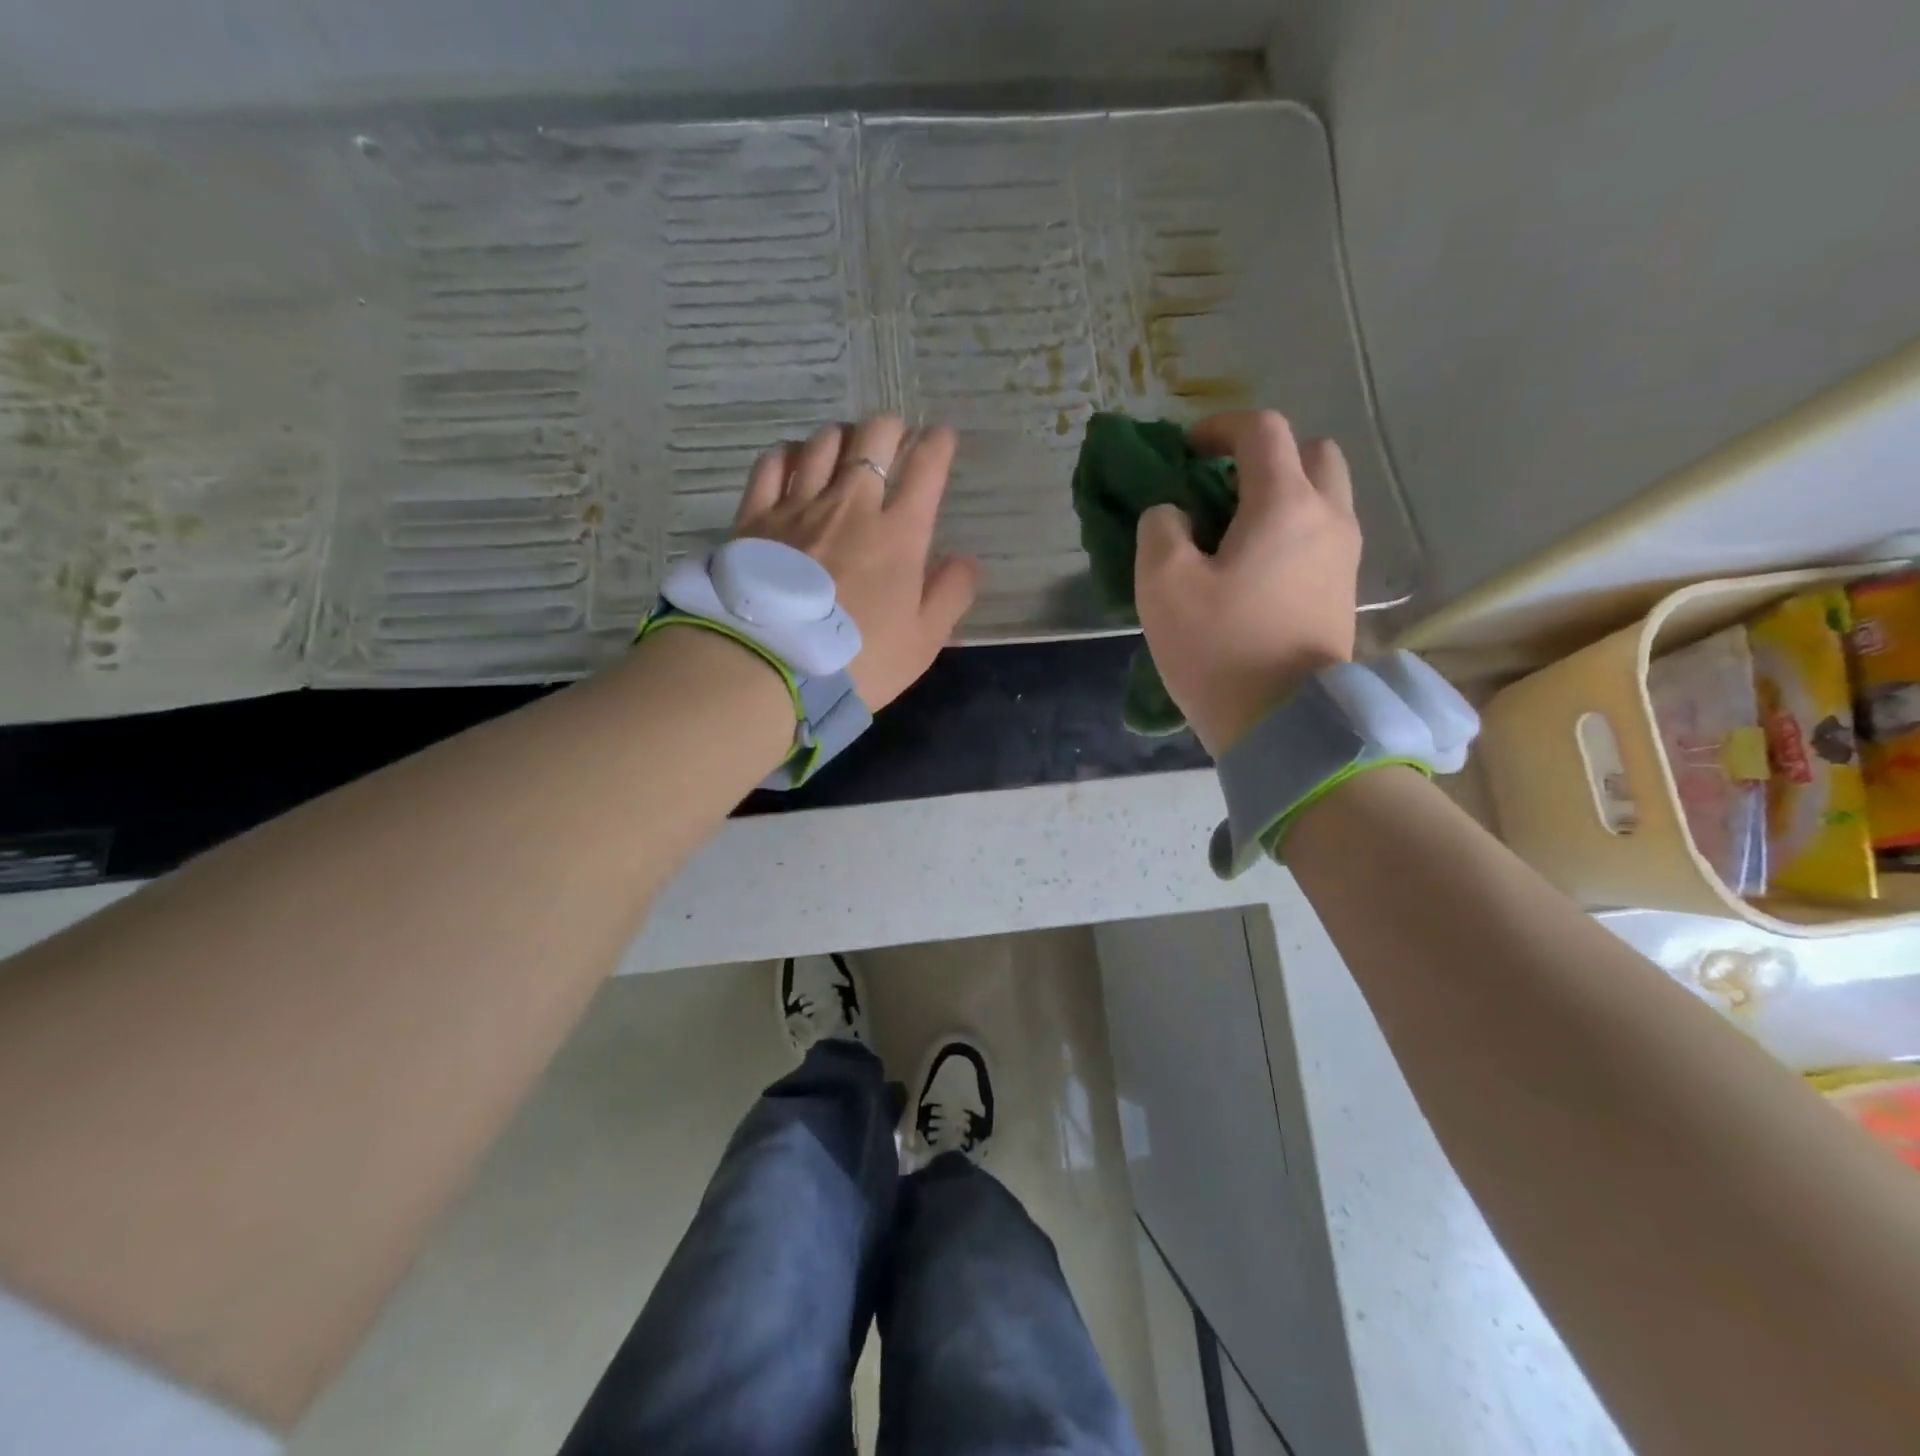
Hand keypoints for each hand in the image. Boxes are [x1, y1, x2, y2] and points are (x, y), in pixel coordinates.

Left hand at [731, 415, 979, 708]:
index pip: (926, 467)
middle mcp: (850, 505)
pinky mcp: (755, 517)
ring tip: (847, 449)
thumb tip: (965, 559)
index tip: (942, 438)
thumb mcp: (923, 641)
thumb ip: (950, 594)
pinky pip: (773, 465)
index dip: (938, 444)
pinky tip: (795, 461)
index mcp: (898, 533)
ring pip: (823, 443)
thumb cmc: (858, 660)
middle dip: (890, 429)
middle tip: (895, 439)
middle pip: (873, 438)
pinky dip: (789, 455)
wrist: (771, 668)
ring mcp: (798, 506)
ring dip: (843, 438)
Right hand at [1134, 410, 1360, 755]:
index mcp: (1285, 505)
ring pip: (1323, 495)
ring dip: (1282, 494)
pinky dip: (1292, 530)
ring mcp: (1344, 556)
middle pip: (1311, 453)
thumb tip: (1174, 515)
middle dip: (1265, 457)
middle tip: (1221, 489)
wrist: (1284, 724)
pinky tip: (1254, 568)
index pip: (1262, 431)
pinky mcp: (1344, 591)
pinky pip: (1322, 535)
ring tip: (1235, 532)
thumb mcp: (1163, 585)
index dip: (1218, 428)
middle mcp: (1328, 518)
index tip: (1185, 452)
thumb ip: (1160, 529)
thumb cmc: (1219, 649)